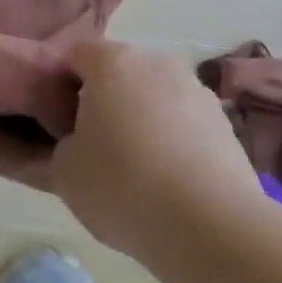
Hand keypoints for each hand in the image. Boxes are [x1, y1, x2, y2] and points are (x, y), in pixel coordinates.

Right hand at [51, 40, 261, 256]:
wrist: (212, 227)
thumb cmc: (122, 185)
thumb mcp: (64, 173)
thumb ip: (56, 148)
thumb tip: (69, 146)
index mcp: (112, 61)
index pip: (74, 56)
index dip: (60, 86)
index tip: (57, 124)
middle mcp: (156, 62)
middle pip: (118, 74)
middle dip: (104, 102)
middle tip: (93, 147)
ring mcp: (196, 90)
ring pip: (154, 99)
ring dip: (141, 122)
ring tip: (136, 172)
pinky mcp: (225, 124)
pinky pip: (184, 124)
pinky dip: (173, 143)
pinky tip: (169, 184)